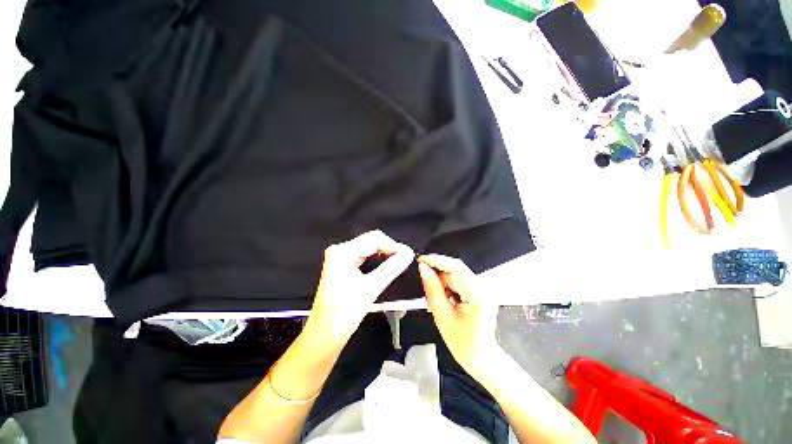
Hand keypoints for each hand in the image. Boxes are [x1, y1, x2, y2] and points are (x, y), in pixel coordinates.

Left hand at [305, 231, 414, 349]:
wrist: (324, 335)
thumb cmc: (345, 312)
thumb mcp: (371, 287)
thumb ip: (392, 267)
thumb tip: (408, 253)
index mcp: (343, 251)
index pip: (374, 238)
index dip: (393, 245)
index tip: (407, 255)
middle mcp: (339, 250)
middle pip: (370, 241)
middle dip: (388, 248)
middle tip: (404, 259)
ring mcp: (339, 258)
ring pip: (367, 248)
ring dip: (383, 254)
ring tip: (398, 262)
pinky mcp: (341, 266)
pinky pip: (362, 256)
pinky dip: (375, 259)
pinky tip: (385, 265)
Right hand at [418, 254, 499, 377]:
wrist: (482, 358)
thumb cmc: (464, 344)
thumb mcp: (442, 315)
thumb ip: (432, 289)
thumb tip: (424, 269)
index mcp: (477, 294)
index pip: (455, 267)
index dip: (436, 260)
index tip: (421, 260)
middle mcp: (483, 288)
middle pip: (456, 269)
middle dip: (437, 272)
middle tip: (424, 280)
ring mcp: (482, 289)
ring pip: (456, 274)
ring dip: (442, 280)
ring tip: (435, 298)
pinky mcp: (479, 291)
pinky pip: (460, 281)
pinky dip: (448, 285)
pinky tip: (444, 298)